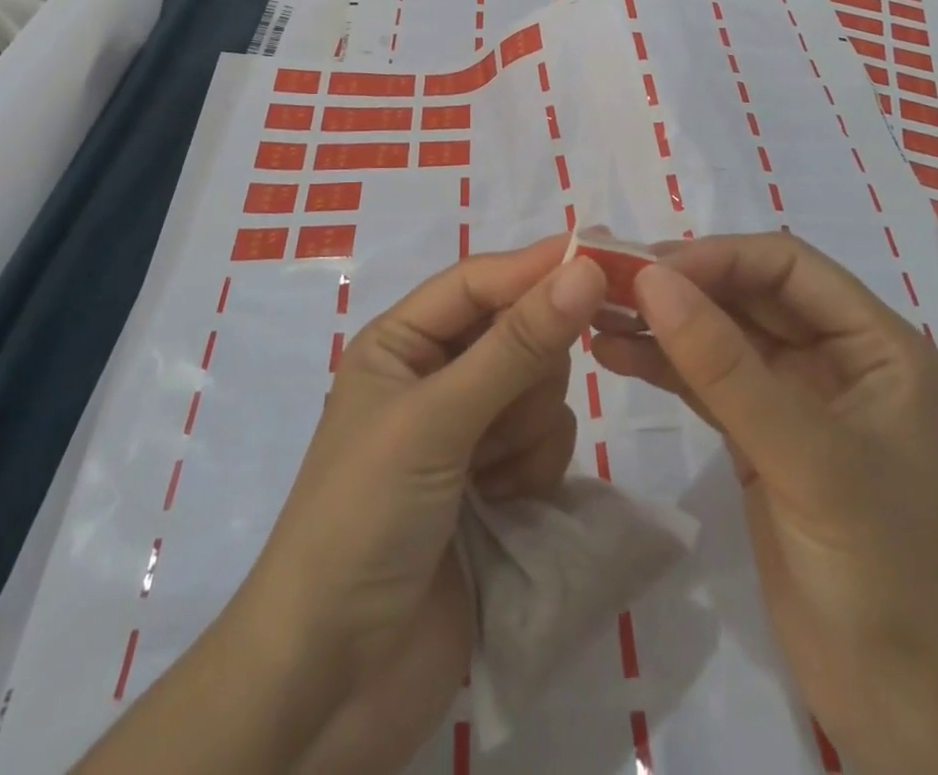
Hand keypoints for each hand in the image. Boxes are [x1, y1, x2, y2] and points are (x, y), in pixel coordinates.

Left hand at [80, 237, 608, 774]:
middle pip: (518, 333)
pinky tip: (503, 506)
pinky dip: (534, 470)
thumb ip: (516, 345)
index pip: (479, 281)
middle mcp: (435, 375)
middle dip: (526, 372)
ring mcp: (468, 431)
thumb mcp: (436, 419)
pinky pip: (547, 442)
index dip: (534, 267)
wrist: (337, 679)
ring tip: (489, 475)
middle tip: (502, 415)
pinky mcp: (497, 483)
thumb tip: (584, 268)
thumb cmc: (367, 518)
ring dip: (527, 430)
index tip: (599, 257)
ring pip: (540, 389)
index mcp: (401, 341)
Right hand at [592, 233, 937, 774]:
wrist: (919, 724)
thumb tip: (651, 279)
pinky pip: (707, 385)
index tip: (647, 270)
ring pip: (721, 337)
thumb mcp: (808, 459)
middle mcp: (837, 359)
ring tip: (594, 313)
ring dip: (663, 324)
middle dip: (680, 286)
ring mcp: (796, 402)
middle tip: (604, 283)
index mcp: (875, 345)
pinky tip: (612, 355)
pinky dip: (663, 367)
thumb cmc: (889, 576)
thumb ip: (725, 367)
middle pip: (748, 295)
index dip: (717, 257)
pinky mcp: (762, 442)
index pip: (787, 266)